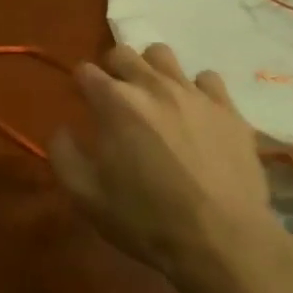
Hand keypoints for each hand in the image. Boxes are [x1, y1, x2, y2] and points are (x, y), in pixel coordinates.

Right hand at [49, 44, 292, 292]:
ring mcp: (195, 94)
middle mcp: (153, 86)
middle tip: (115, 100)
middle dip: (112, 70)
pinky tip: (194, 114)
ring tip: (154, 99)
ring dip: (151, 71)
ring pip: (164, 56)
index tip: (83, 104)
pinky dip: (194, 90)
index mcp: (114, 102)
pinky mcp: (229, 109)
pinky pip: (207, 79)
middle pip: (123, 52)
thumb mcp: (85, 195)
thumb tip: (63, 129)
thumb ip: (63, 153)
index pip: (86, 70)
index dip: (80, 86)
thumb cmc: (145, 219)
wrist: (222, 240)